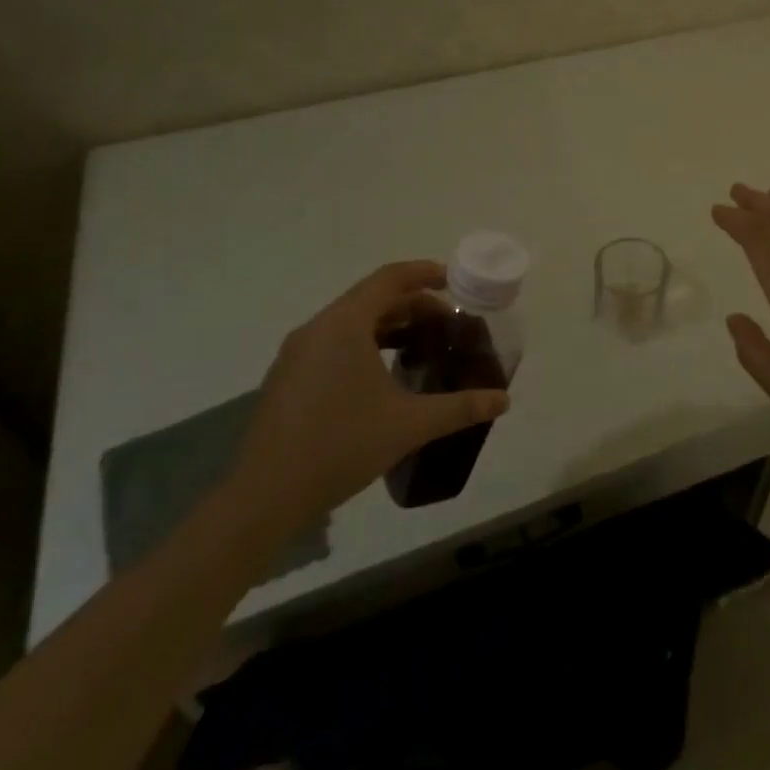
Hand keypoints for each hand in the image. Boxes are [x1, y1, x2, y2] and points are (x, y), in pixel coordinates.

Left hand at [226, 261, 509, 537]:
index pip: (389, 278)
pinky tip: (381, 375)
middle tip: (446, 322)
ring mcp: (297, 353)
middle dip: (412, 304)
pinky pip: (332, 342)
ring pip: (350, 321)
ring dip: (387, 324)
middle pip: (371, 297)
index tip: (453, 281)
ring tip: (420, 344)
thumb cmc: (342, 445)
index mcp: (345, 324)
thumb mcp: (410, 424)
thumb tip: (504, 400)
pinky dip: (363, 343)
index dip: (423, 273)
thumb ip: (460, 407)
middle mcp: (318, 328)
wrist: (266, 496)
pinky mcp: (287, 377)